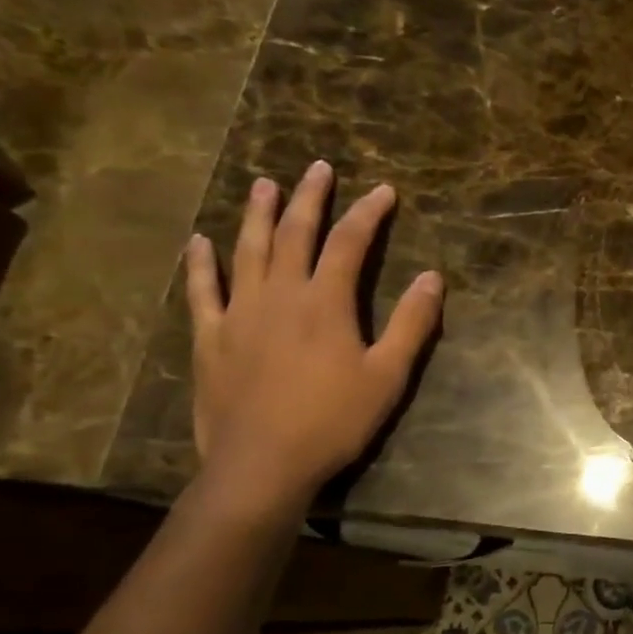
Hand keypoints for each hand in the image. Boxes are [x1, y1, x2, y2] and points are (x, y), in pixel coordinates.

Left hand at [185, 161, 442, 506]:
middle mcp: (280, 295)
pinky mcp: (210, 338)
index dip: (368, 213)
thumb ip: (412, 323)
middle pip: (295, 233)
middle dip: (310, 198)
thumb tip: (433, 277)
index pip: (349, 243)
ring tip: (264, 185)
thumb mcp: (388, 376)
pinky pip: (203, 291)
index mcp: (325, 302)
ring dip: (258, 215)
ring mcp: (239, 314)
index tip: (384, 191)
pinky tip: (198, 242)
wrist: (262, 465)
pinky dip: (200, 264)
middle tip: (318, 168)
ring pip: (248, 251)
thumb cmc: (333, 421)